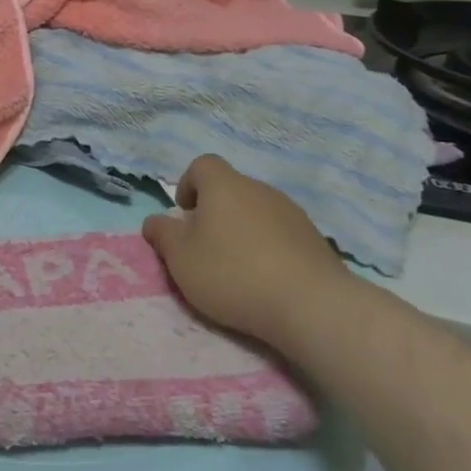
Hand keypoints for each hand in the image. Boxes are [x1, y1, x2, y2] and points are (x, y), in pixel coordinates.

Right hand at [142, 154, 349, 343]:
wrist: (312, 305)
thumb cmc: (233, 273)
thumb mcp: (181, 258)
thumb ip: (163, 235)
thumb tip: (154, 221)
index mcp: (224, 186)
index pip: (202, 165)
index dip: (188, 184)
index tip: (185, 214)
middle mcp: (259, 189)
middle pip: (230, 189)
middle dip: (214, 212)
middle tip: (205, 247)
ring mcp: (292, 212)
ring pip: (256, 211)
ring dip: (242, 230)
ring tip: (237, 267)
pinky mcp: (315, 239)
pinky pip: (281, 234)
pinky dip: (269, 248)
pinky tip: (267, 279)